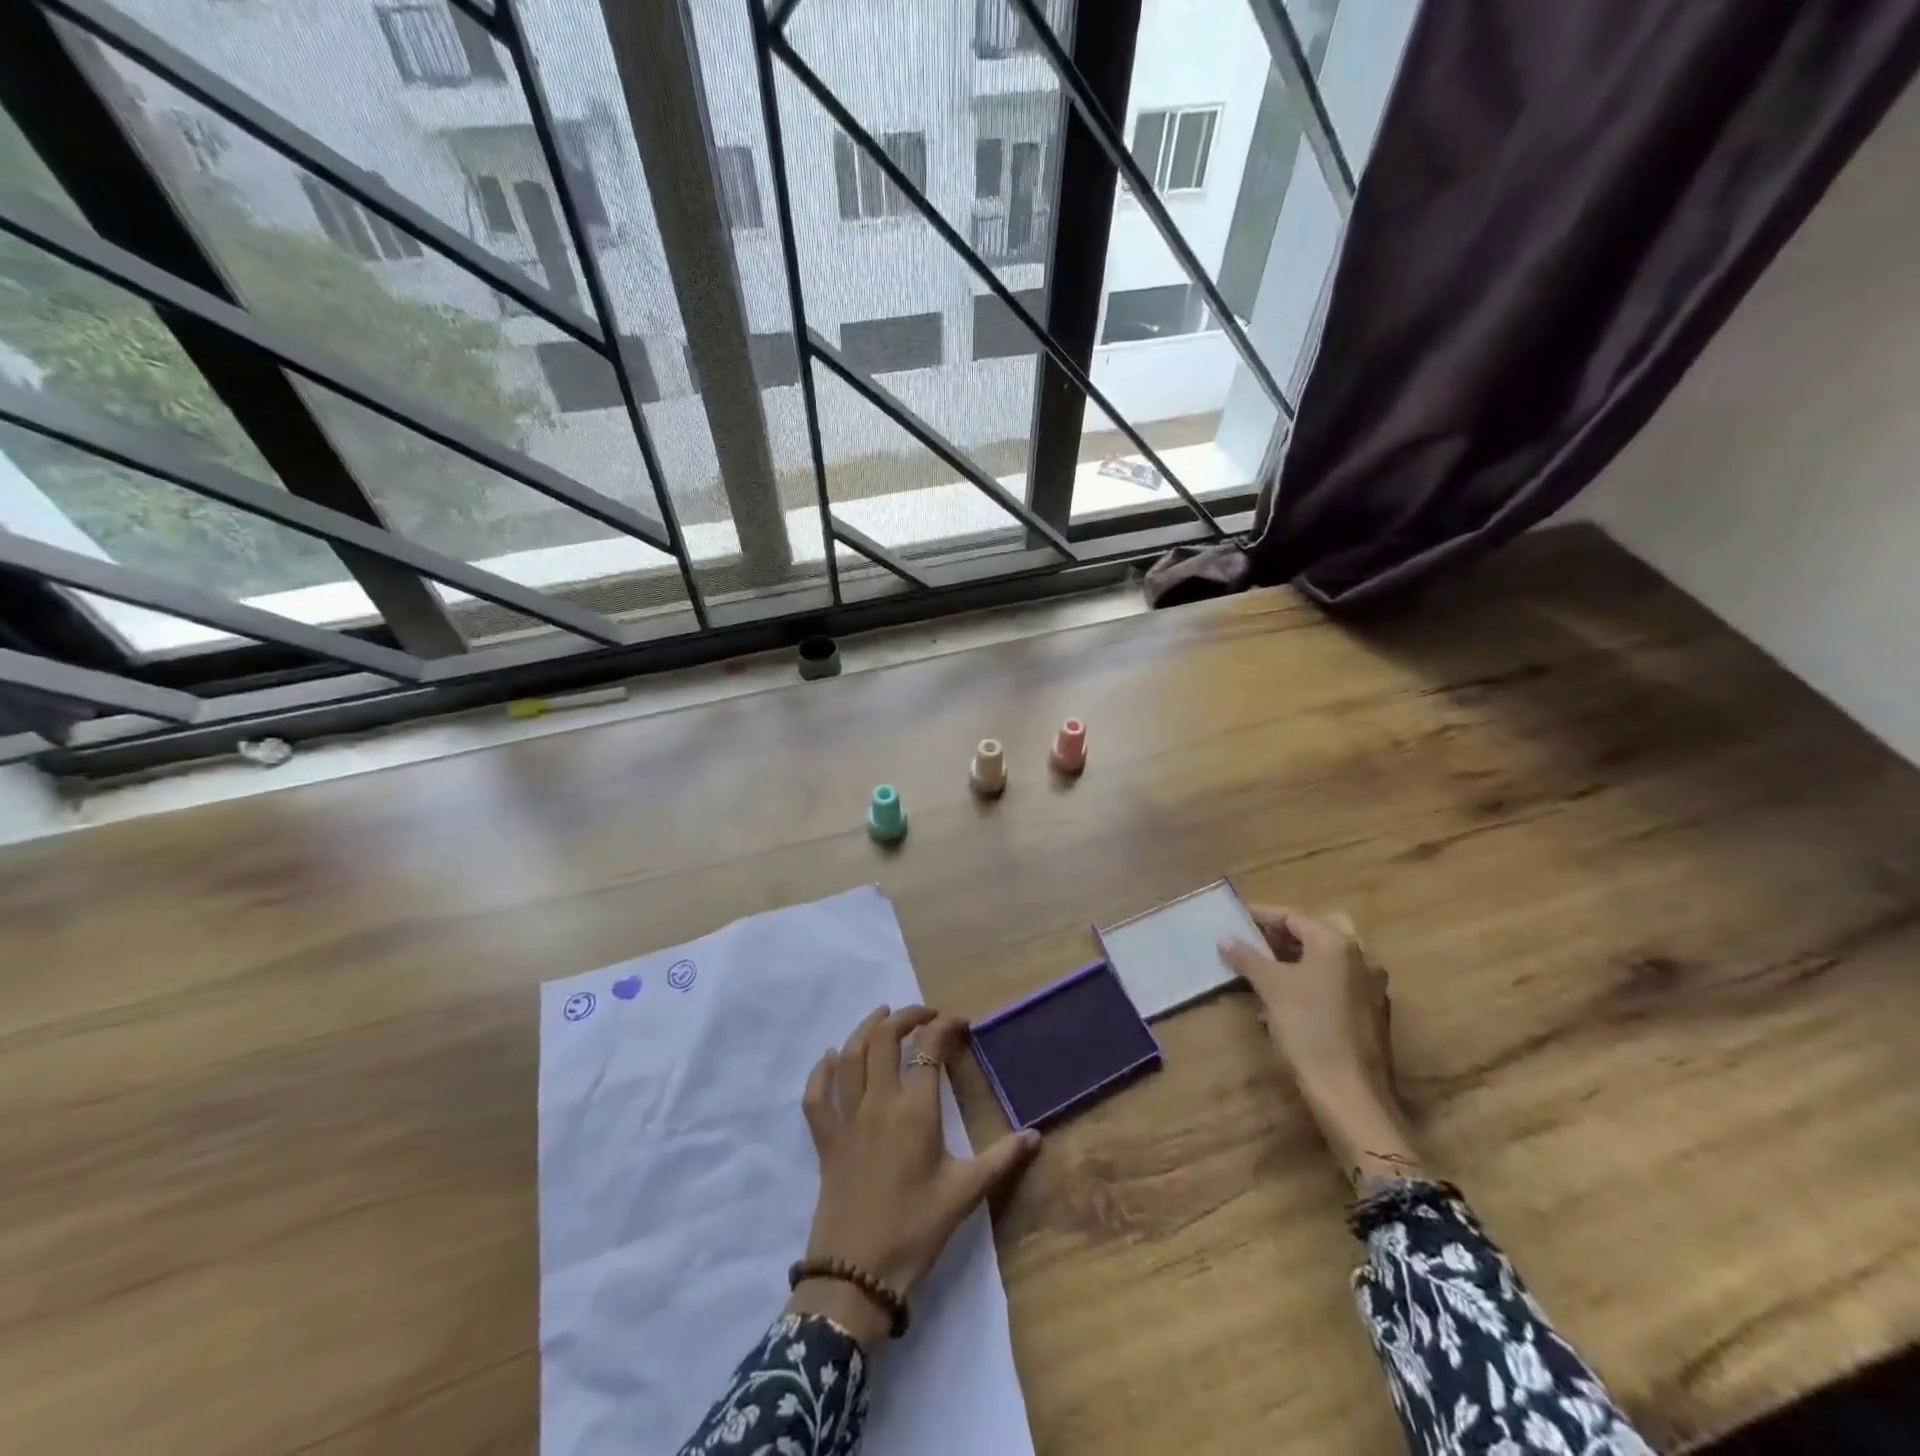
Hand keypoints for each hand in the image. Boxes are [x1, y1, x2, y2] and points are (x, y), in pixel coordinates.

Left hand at [788, 1005, 1041, 1346]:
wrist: (856, 1275)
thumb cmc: (915, 1230)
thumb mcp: (965, 1194)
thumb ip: (1001, 1159)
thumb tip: (1036, 1136)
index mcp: (915, 1110)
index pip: (929, 1048)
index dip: (945, 1027)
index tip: (961, 1023)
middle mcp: (878, 1102)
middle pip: (884, 1040)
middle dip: (904, 1017)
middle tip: (924, 1015)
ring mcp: (847, 1119)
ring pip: (849, 1056)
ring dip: (864, 1029)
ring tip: (881, 1015)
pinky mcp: (825, 1139)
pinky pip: (816, 1095)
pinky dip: (820, 1070)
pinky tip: (829, 1058)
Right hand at [1218, 908, 1425, 1195]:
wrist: (1351, 1094)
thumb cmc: (1309, 1029)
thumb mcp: (1270, 988)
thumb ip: (1247, 958)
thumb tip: (1225, 939)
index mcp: (1337, 943)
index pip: (1293, 916)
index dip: (1261, 915)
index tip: (1235, 919)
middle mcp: (1361, 957)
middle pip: (1318, 931)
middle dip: (1286, 934)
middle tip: (1256, 942)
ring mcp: (1371, 987)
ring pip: (1330, 958)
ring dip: (1299, 958)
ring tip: (1265, 970)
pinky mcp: (1372, 1014)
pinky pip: (1337, 982)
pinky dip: (1313, 981)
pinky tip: (1288, 1000)